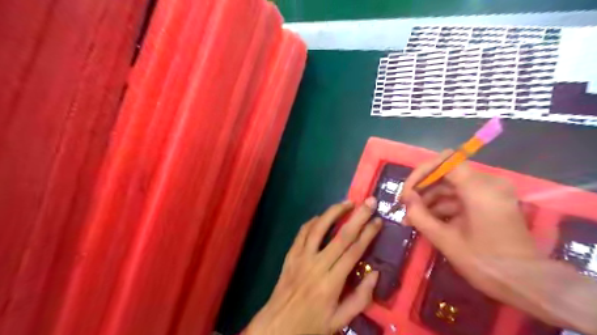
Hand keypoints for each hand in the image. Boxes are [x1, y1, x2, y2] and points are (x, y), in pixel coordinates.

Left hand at [247, 199, 381, 334]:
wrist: (278, 326)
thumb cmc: (311, 324)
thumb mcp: (340, 320)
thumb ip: (361, 298)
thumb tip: (375, 273)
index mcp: (332, 283)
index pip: (354, 251)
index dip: (368, 234)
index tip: (378, 220)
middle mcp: (317, 265)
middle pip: (341, 236)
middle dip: (358, 216)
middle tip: (369, 201)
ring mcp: (301, 257)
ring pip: (319, 228)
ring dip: (334, 212)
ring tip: (348, 203)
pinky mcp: (290, 255)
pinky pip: (302, 233)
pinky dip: (312, 222)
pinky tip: (321, 216)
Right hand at [401, 152, 541, 303]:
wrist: (526, 283)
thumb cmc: (485, 262)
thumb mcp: (446, 240)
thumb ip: (420, 215)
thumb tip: (407, 198)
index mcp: (480, 188)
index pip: (444, 162)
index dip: (421, 173)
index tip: (407, 194)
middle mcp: (488, 182)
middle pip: (446, 173)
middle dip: (423, 189)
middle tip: (405, 207)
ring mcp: (490, 192)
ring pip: (450, 186)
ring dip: (429, 199)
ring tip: (411, 218)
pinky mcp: (489, 202)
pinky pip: (459, 196)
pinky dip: (442, 206)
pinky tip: (427, 221)